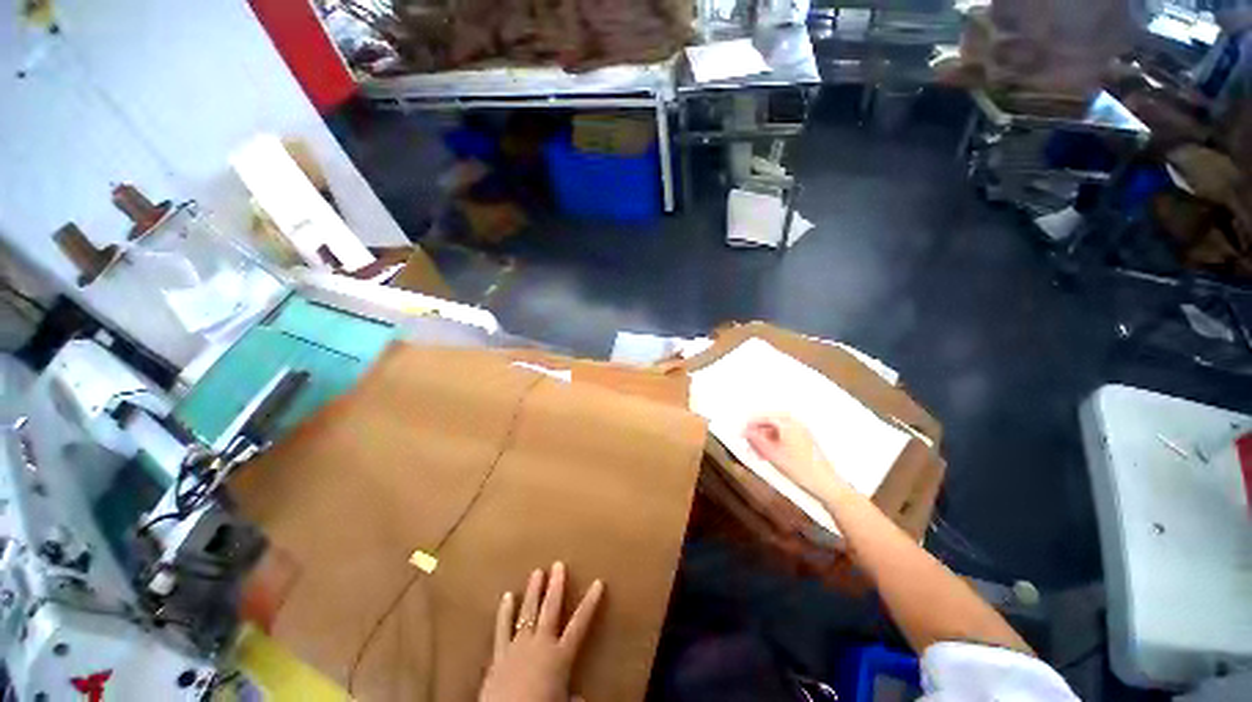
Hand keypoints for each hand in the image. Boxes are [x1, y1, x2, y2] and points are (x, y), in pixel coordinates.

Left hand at [480, 562, 604, 701]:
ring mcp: (518, 646)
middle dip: (556, 586)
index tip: (598, 582)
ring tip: (537, 571)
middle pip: (551, 609)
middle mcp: (540, 643)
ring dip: (533, 591)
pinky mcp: (499, 654)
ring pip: (528, 611)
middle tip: (559, 564)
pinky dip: (505, 611)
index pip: (580, 624)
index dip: (590, 602)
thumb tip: (580, 699)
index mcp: (560, 655)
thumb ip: (573, 698)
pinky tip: (507, 595)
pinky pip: (502, 628)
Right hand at [744, 415, 846, 498]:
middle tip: (748, 444)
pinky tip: (770, 454)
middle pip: (770, 422)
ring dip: (766, 439)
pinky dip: (775, 442)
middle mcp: (796, 423)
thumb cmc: (800, 469)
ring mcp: (803, 431)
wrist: (825, 484)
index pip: (763, 417)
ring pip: (777, 430)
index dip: (750, 425)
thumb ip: (756, 440)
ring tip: (758, 453)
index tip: (741, 433)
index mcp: (788, 423)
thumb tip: (745, 432)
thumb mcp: (772, 454)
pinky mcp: (806, 440)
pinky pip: (785, 436)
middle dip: (758, 432)